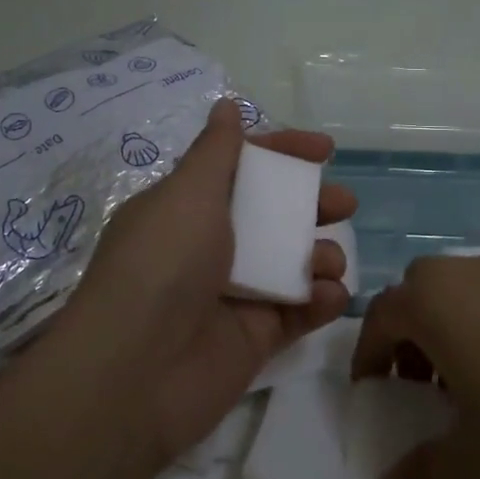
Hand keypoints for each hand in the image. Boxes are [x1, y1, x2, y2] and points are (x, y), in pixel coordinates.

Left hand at [51, 99, 357, 467]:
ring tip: (328, 261)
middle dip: (313, 204)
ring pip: (291, 261)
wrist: (136, 372)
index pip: (243, 167)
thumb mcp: (188, 193)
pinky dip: (319, 301)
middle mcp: (211, 245)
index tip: (325, 149)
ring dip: (319, 254)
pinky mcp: (254, 337)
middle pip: (274, 213)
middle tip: (343, 205)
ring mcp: (235, 292)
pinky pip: (297, 311)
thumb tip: (225, 106)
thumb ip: (216, 151)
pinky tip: (329, 296)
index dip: (283, 152)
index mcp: (189, 206)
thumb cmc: (163, 263)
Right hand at [352, 255, 479, 478]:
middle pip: (422, 295)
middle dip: (413, 340)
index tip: (374, 395)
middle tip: (425, 390)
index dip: (369, 357)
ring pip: (469, 296)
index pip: (380, 317)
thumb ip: (425, 478)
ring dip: (459, 335)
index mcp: (436, 301)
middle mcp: (472, 273)